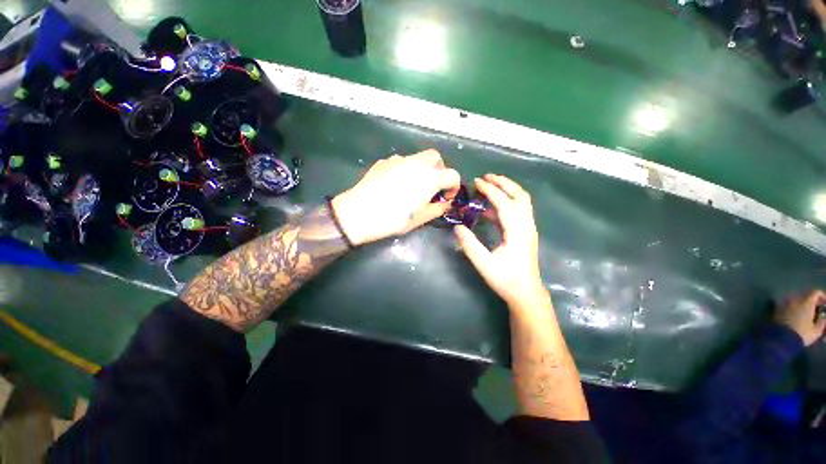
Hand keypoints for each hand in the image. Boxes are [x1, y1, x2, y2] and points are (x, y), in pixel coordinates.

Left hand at [331, 150, 459, 245]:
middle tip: (433, 187)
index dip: (454, 186)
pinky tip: (396, 185)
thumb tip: (447, 204)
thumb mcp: (420, 219)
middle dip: (439, 171)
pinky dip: (406, 169)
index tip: (446, 198)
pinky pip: (402, 161)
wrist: (359, 213)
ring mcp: (398, 160)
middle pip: (436, 158)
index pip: (452, 175)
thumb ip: (438, 209)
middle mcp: (416, 163)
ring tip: (413, 186)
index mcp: (429, 178)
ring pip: (418, 157)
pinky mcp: (384, 161)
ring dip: (423, 169)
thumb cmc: (393, 219)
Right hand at [454, 174, 547, 307]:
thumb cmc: (506, 280)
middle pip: (520, 195)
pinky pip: (517, 211)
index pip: (504, 203)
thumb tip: (457, 227)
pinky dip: (505, 204)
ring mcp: (527, 228)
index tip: (477, 181)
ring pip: (521, 201)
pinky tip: (490, 209)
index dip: (490, 190)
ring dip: (507, 190)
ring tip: (489, 186)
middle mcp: (526, 225)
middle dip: (504, 182)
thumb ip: (469, 244)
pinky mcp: (525, 232)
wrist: (526, 293)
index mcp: (517, 231)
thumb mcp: (484, 264)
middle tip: (487, 177)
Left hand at [775, 290, 825, 345]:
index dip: (822, 296)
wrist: (780, 338)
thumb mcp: (816, 331)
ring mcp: (784, 303)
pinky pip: (787, 304)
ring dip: (802, 303)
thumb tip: (824, 318)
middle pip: (805, 295)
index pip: (815, 293)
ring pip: (796, 299)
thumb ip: (822, 322)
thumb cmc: (801, 334)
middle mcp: (795, 300)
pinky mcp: (777, 309)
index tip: (825, 303)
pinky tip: (796, 315)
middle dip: (812, 301)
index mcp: (806, 303)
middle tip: (817, 309)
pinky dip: (794, 307)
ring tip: (807, 312)